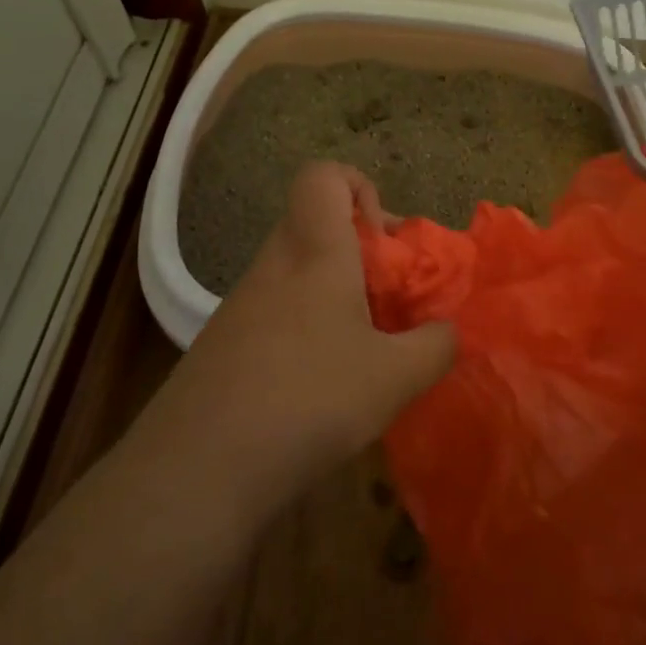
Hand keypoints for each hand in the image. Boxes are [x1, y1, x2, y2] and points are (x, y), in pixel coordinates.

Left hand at [165, 162, 456, 504]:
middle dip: (362, 253)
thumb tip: (447, 332)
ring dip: (337, 296)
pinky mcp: (224, 345)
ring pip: (296, 274)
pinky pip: (276, 314)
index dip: (359, 188)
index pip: (323, 176)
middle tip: (391, 301)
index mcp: (314, 251)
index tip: (384, 240)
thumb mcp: (396, 376)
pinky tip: (324, 387)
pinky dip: (307, 330)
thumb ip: (436, 346)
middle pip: (314, 226)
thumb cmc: (309, 398)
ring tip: (366, 351)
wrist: (198, 468)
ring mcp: (241, 305)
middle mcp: (273, 265)